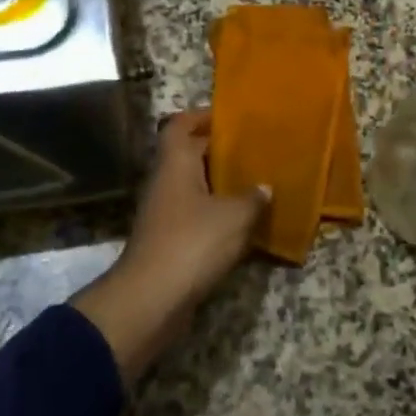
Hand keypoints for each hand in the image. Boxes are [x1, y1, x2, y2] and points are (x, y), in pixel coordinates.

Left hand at [72, 109, 269, 382]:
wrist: (151, 299)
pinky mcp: (168, 240)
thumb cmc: (193, 243)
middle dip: (218, 151)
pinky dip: (215, 213)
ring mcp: (164, 212)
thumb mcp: (234, 217)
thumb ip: (252, 198)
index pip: (181, 125)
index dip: (202, 116)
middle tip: (253, 150)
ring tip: (254, 183)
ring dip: (219, 184)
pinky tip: (242, 222)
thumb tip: (264, 187)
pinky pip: (194, 214)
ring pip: (193, 186)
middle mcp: (165, 182)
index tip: (229, 118)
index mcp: (175, 163)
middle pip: (188, 154)